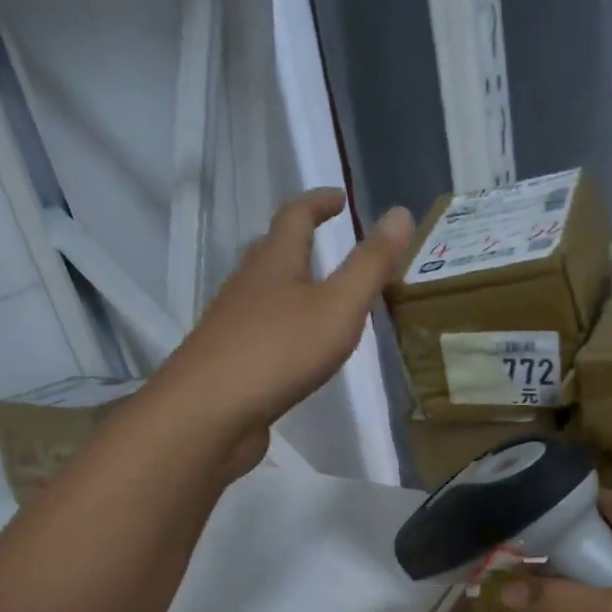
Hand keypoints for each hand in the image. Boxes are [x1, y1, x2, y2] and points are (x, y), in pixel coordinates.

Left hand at [165, 189, 413, 446]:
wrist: (210, 412)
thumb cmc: (280, 351)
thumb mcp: (339, 306)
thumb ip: (371, 265)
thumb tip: (400, 212)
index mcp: (275, 263)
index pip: (295, 216)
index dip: (318, 202)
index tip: (340, 198)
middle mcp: (248, 285)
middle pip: (272, 251)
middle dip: (299, 240)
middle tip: (327, 242)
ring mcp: (234, 323)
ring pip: (264, 291)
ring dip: (290, 284)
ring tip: (319, 296)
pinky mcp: (231, 359)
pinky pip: (261, 329)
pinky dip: (284, 325)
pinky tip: (297, 348)